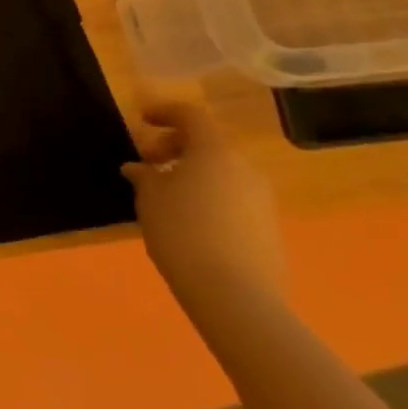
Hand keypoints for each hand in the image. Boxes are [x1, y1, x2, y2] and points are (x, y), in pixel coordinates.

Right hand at [123, 103, 285, 314]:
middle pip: (208, 145)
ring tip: (166, 197)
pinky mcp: (269, 230)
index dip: (164, 112)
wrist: (236, 296)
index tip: (141, 120)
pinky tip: (189, 223)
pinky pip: (233, 200)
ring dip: (193, 175)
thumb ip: (144, 176)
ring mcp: (262, 201)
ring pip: (222, 174)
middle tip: (149, 164)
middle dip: (176, 148)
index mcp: (214, 152)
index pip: (190, 116)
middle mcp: (244, 169)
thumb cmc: (182, 232)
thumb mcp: (149, 198)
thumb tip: (139, 168)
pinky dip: (209, 198)